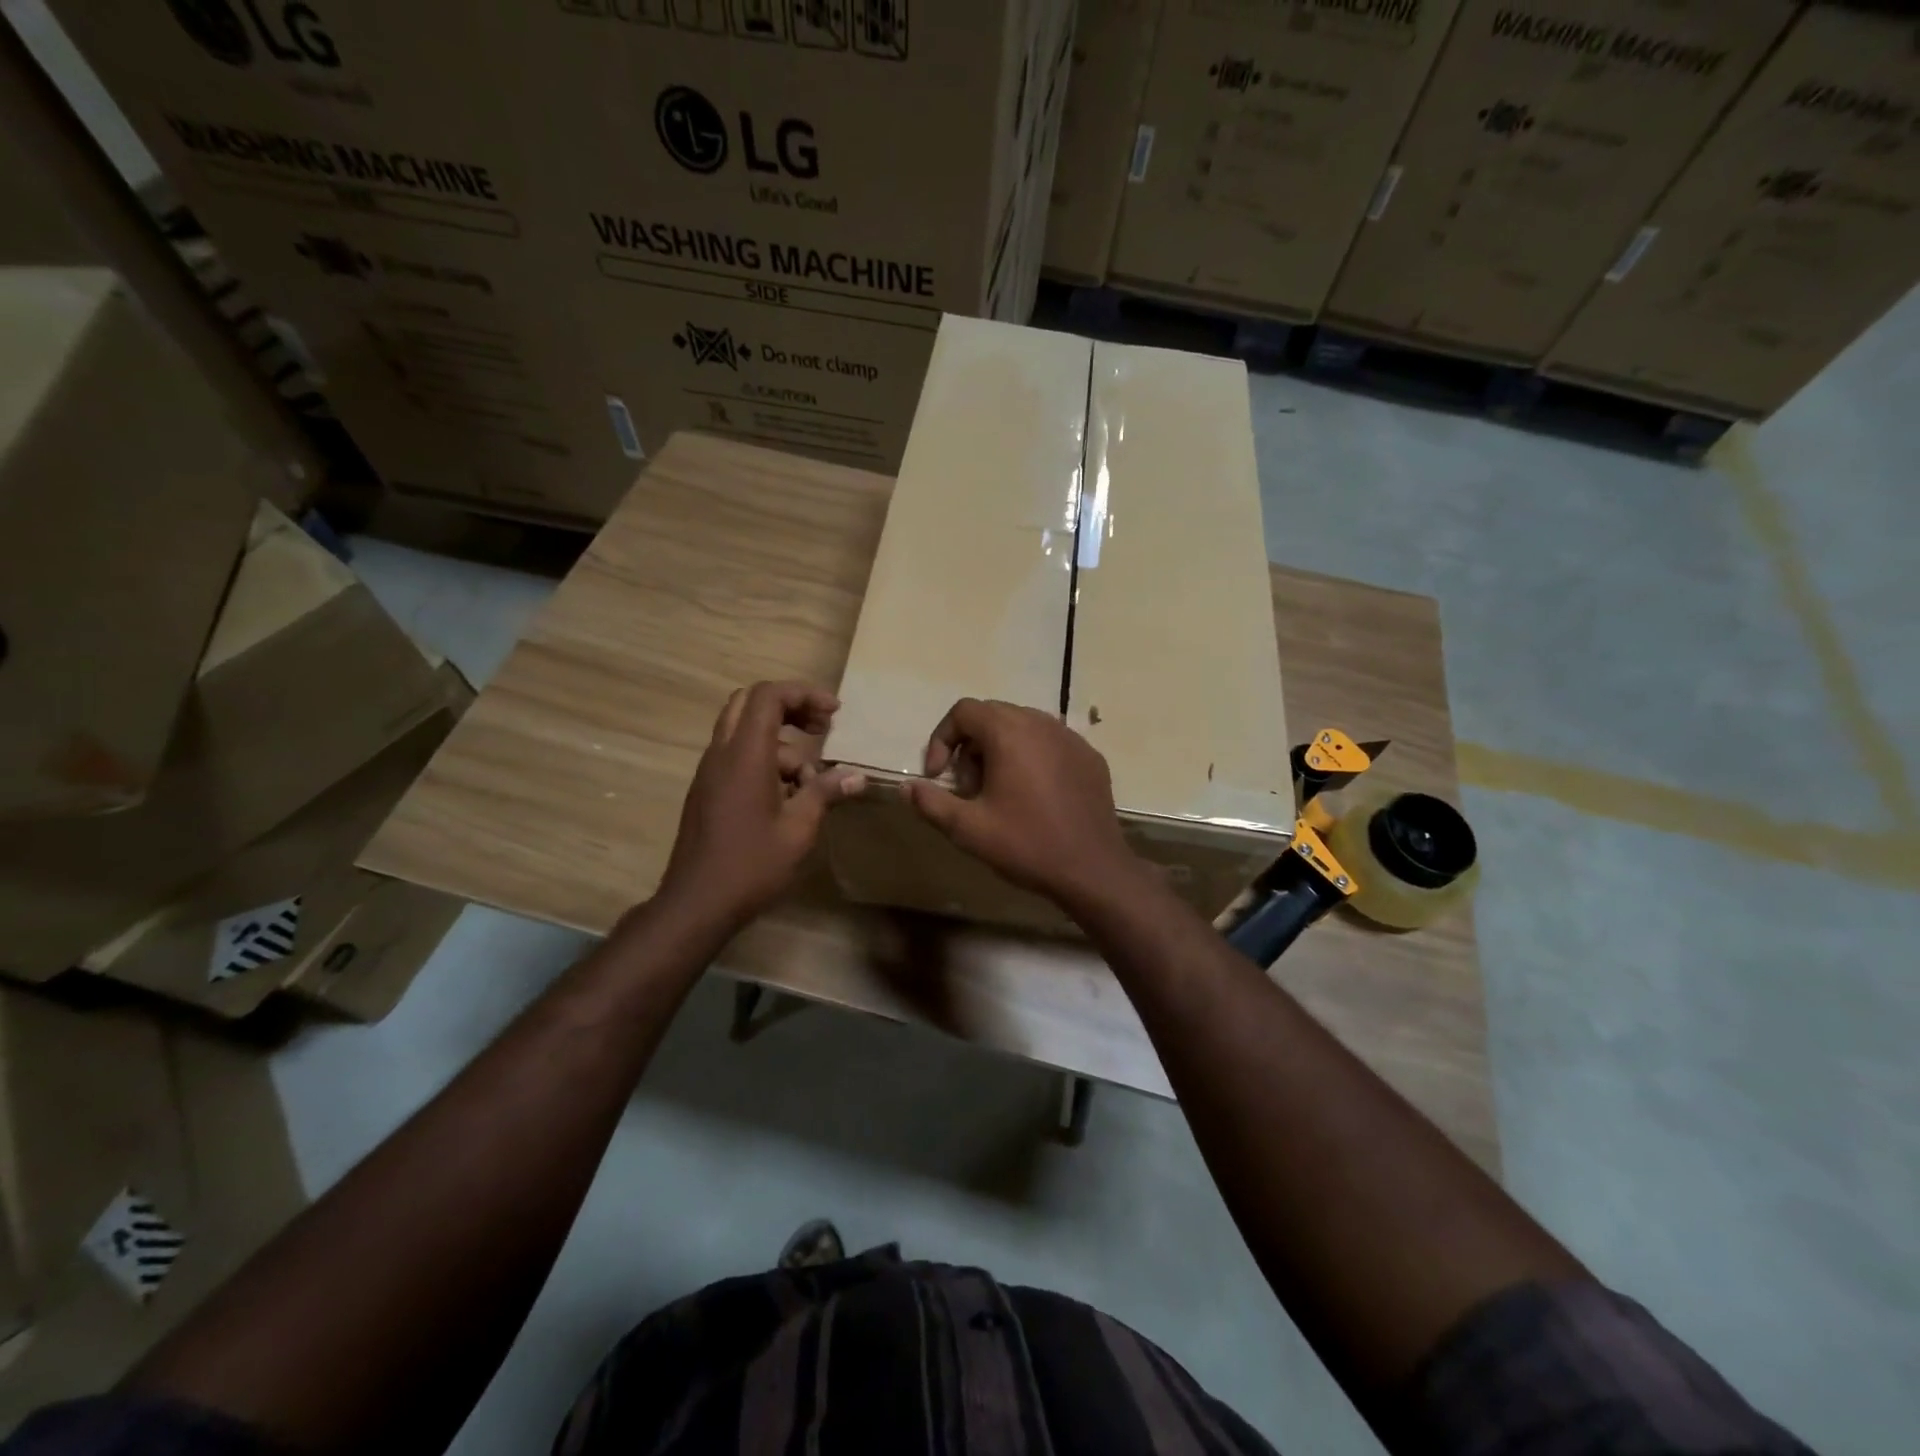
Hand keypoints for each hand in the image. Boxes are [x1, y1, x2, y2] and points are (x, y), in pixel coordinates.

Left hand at [658, 681, 866, 927]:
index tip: (834, 713)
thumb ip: (825, 793)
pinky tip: (787, 796)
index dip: (804, 694)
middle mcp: (721, 753)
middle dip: (789, 707)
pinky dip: (764, 760)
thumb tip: (857, 776)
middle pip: (750, 703)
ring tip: (809, 781)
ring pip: (744, 732)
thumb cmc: (751, 865)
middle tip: (821, 727)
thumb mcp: (799, 829)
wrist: (696, 903)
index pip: (769, 696)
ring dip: (781, 743)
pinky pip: (737, 756)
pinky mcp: (706, 790)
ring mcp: (709, 772)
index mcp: (744, 755)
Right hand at [903, 698, 1139, 908]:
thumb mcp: (968, 829)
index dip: (941, 739)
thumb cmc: (1026, 844)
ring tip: (999, 794)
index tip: (939, 776)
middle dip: (970, 747)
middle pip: (992, 716)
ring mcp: (1071, 738)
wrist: (1093, 869)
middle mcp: (1041, 723)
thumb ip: (931, 803)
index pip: (963, 711)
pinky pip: (1050, 744)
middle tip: (969, 789)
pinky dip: (1032, 759)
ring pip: (1022, 728)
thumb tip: (907, 787)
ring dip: (1000, 751)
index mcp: (1009, 733)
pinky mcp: (1090, 757)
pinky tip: (1034, 797)